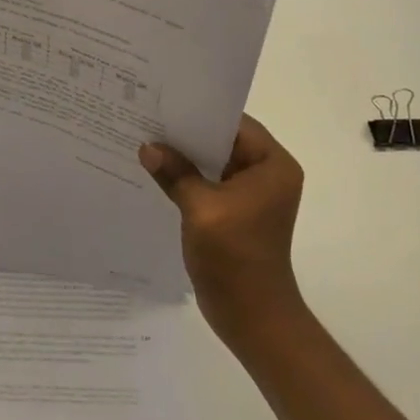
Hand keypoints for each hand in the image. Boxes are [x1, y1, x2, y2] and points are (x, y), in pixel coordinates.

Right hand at [140, 114, 305, 342]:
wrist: (252, 318)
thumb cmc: (235, 257)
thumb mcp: (201, 208)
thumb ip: (175, 172)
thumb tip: (148, 147)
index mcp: (273, 165)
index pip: (235, 123)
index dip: (201, 112)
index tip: (165, 101)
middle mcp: (267, 174)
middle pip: (223, 141)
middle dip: (187, 134)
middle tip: (148, 118)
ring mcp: (251, 195)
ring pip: (213, 162)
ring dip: (185, 157)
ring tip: (146, 140)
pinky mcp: (236, 213)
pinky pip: (209, 183)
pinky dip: (187, 178)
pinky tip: (157, 172)